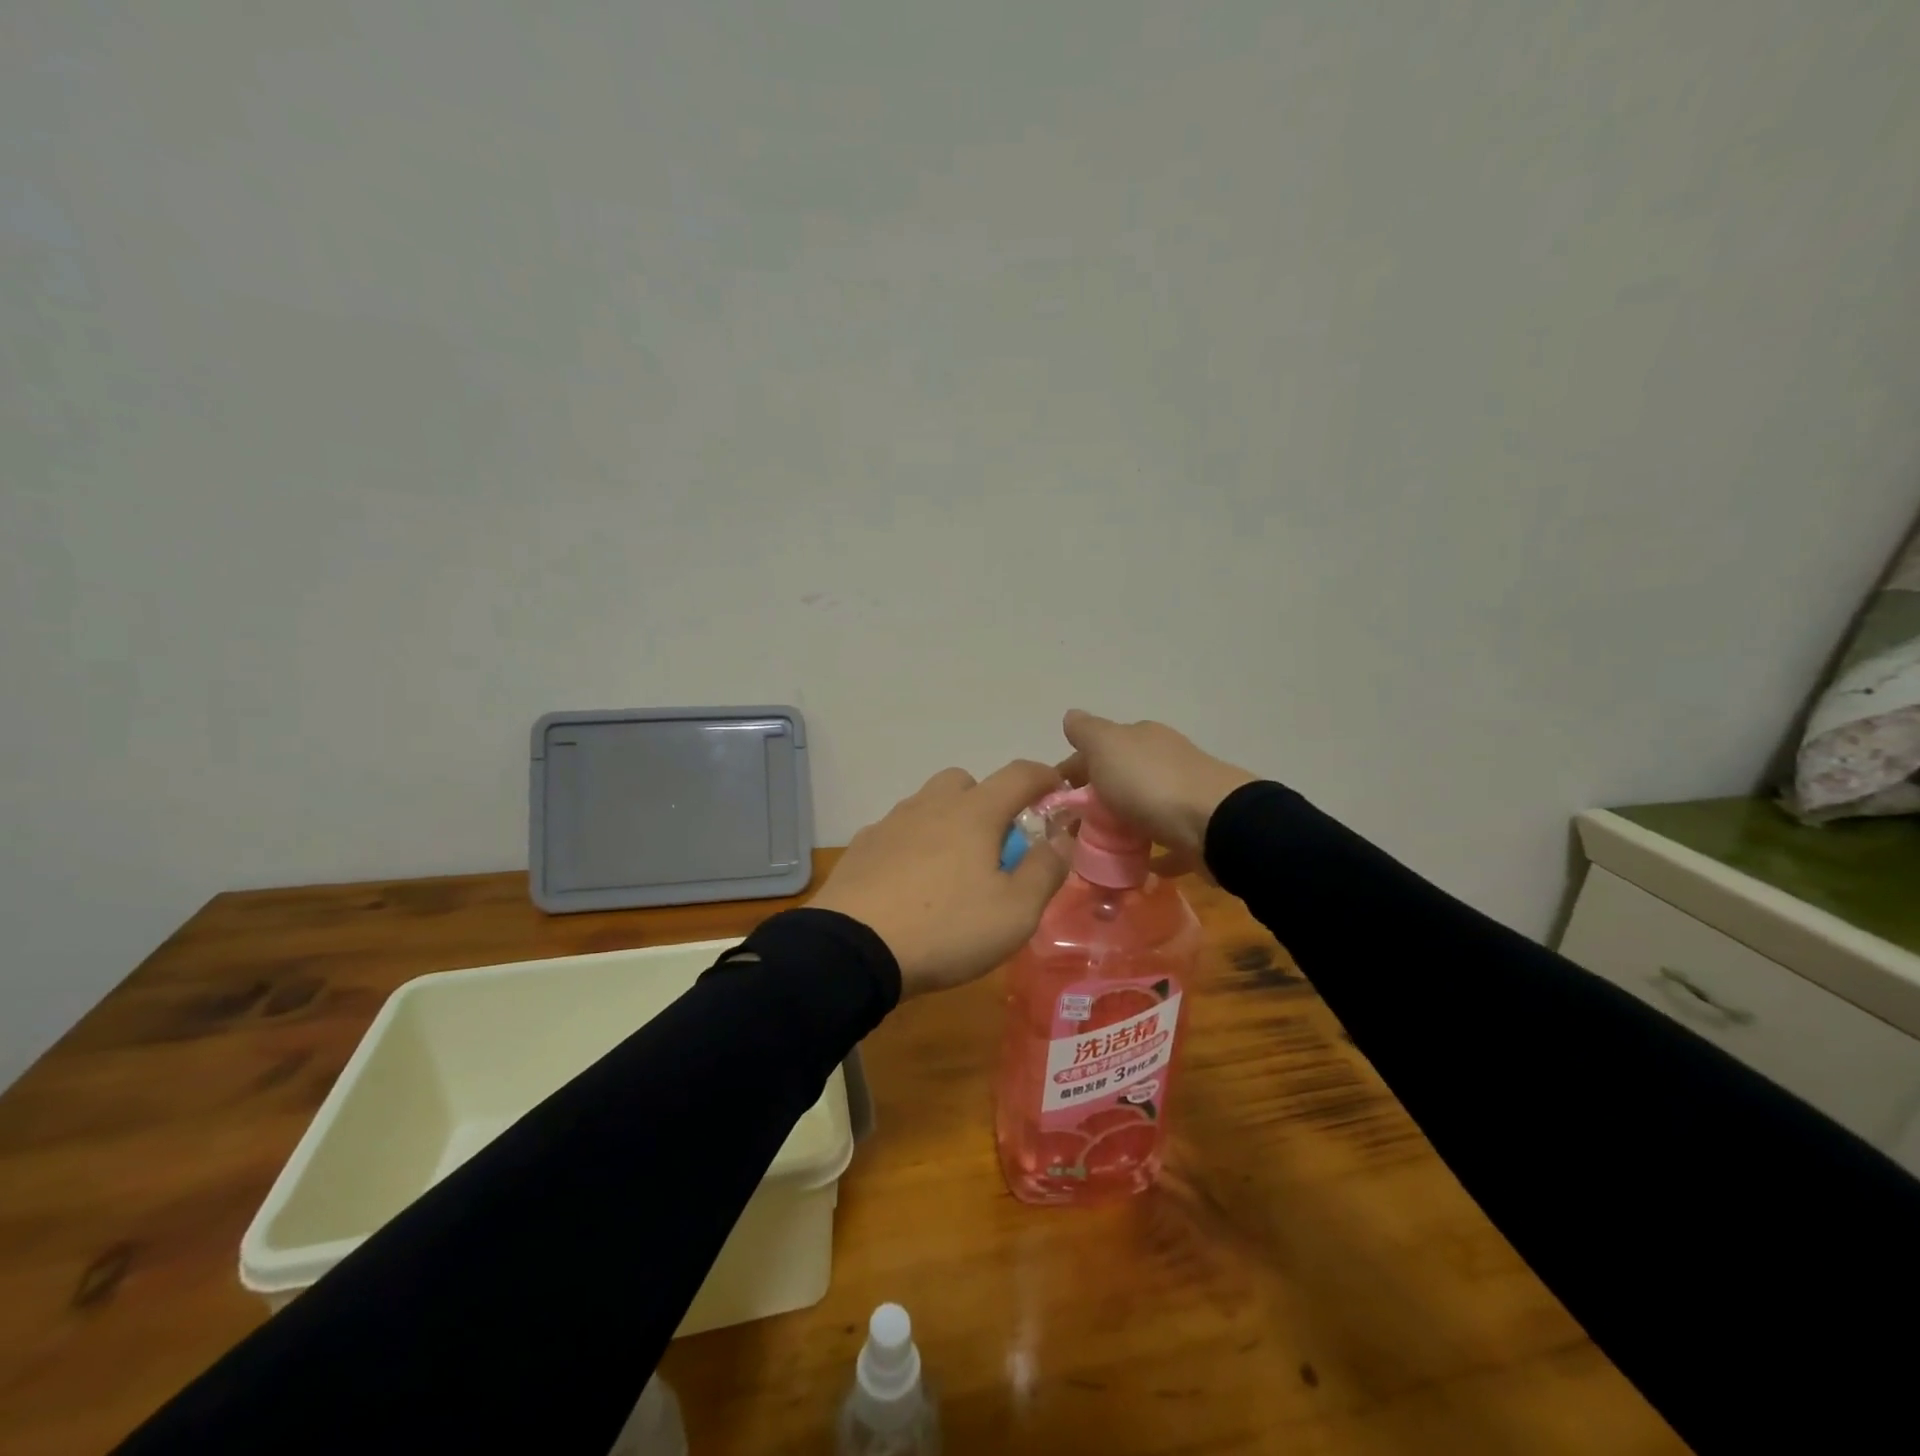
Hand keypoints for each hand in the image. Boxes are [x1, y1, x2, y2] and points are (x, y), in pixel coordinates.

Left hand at [809, 760, 1070, 998]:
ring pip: (929, 804)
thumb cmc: (946, 928)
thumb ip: (1046, 869)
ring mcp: (891, 823)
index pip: (1019, 774)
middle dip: (989, 802)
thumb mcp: (1016, 911)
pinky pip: (899, 831)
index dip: (1045, 777)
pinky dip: (915, 844)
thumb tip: (1062, 836)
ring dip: (949, 822)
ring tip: (953, 870)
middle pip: (966, 782)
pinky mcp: (863, 846)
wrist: (853, 950)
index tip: (1059, 792)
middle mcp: (931, 805)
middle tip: (996, 845)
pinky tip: (913, 883)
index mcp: (974, 813)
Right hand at [1057, 710, 1257, 876]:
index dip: (1072, 772)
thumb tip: (1070, 716)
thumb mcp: (1106, 746)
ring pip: (1140, 810)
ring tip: (1096, 854)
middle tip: (1071, 833)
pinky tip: (1132, 867)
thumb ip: (1085, 731)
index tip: (1054, 802)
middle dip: (1093, 802)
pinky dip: (1147, 852)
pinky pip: (1164, 842)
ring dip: (1119, 827)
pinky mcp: (1195, 830)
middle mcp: (1163, 760)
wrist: (1215, 824)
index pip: (1096, 749)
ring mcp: (1182, 795)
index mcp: (1141, 737)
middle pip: (1118, 780)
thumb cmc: (1150, 782)